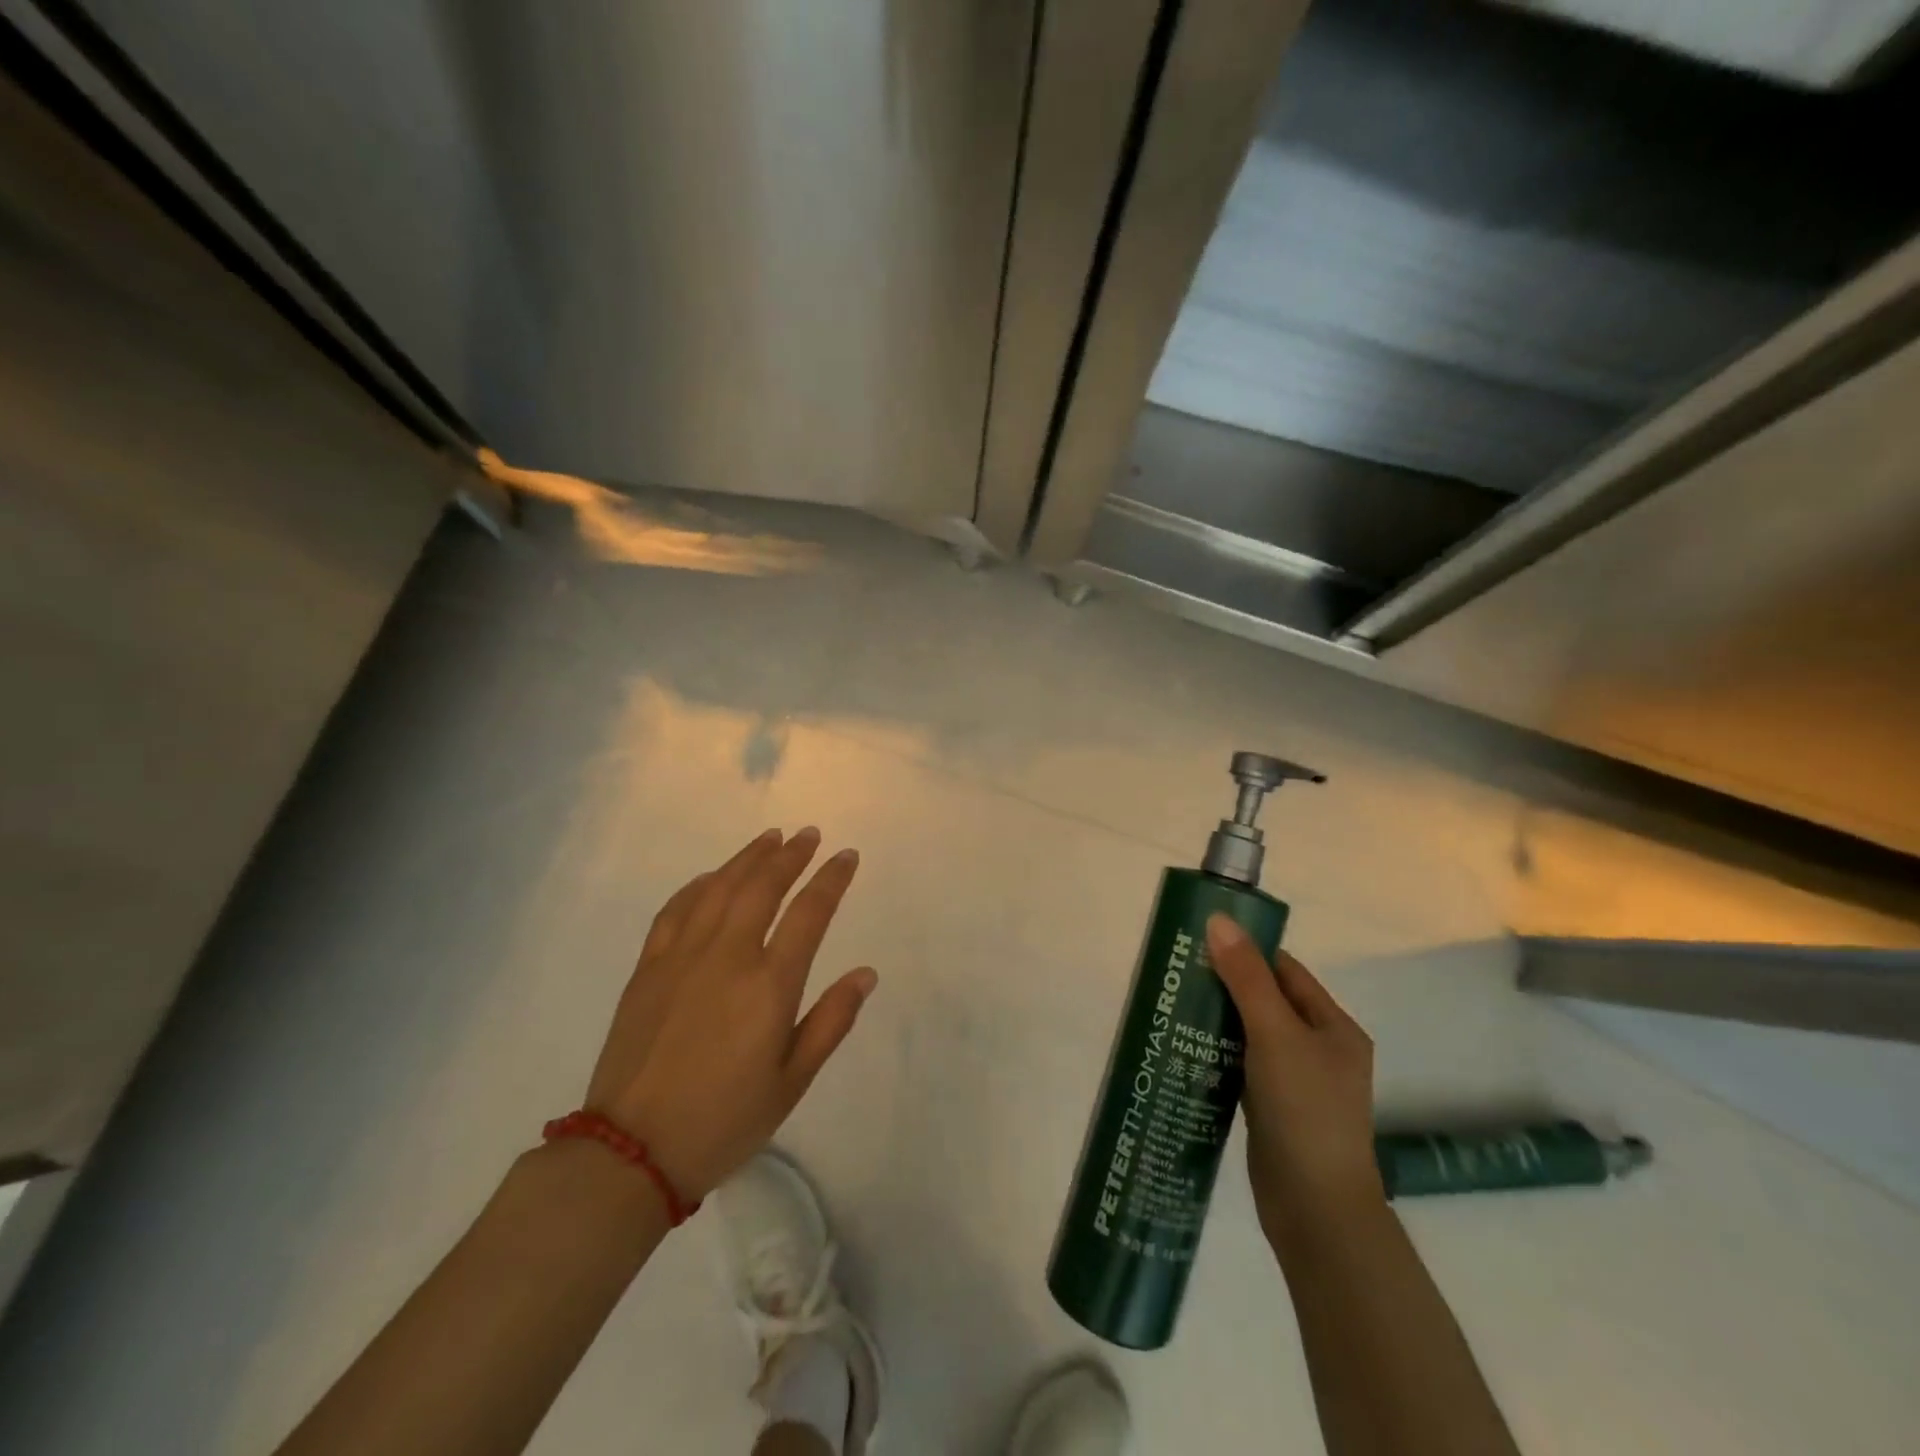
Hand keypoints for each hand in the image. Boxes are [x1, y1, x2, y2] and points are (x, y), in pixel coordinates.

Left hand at [583, 828, 875, 1202]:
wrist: (630, 1152)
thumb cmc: (724, 1121)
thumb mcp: (791, 1082)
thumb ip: (831, 1021)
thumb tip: (866, 974)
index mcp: (769, 985)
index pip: (809, 913)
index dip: (831, 879)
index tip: (846, 856)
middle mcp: (727, 956)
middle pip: (763, 887)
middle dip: (791, 855)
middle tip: (809, 835)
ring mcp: (682, 957)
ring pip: (719, 888)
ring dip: (748, 858)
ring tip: (770, 838)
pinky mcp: (648, 968)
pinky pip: (675, 910)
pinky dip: (698, 885)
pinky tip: (711, 877)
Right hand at [1206, 915, 1382, 1245]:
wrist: (1316, 1210)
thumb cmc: (1304, 1110)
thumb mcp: (1274, 1034)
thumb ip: (1245, 977)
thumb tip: (1217, 919)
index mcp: (1333, 1027)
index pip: (1285, 972)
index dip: (1246, 952)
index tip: (1200, 942)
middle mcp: (1320, 1050)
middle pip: (1267, 1002)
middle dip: (1225, 986)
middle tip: (1178, 974)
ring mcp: (1297, 1084)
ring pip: (1251, 1036)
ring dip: (1218, 1022)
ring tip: (1173, 1007)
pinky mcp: (1274, 1111)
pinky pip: (1243, 1068)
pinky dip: (1218, 1055)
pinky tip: (1186, 1050)